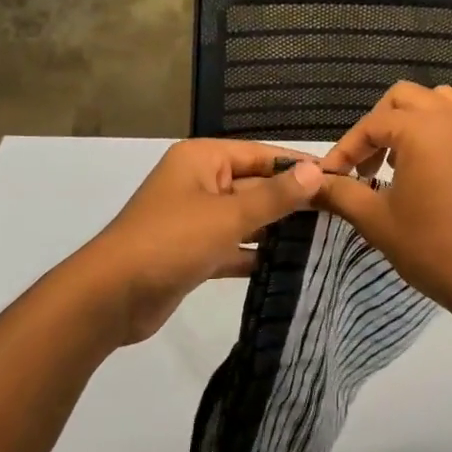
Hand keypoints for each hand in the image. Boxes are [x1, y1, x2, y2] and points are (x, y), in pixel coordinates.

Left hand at [83, 140, 324, 345]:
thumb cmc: (171, 242)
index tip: (338, 178)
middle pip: (254, 184)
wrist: (112, 296)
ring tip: (324, 237)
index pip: (260, 154)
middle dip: (290, 199)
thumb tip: (316, 171)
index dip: (297, 165)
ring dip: (276, 228)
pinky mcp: (193, 252)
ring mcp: (194, 218)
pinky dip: (254, 253)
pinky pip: (232, 245)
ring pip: (244, 217)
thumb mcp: (228, 215)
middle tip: (339, 212)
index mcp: (202, 159)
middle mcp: (199, 182)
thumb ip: (275, 196)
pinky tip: (289, 264)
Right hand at [317, 83, 451, 324]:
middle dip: (380, 124)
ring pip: (442, 103)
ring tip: (403, 160)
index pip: (372, 124)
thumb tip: (308, 183)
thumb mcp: (375, 219)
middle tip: (368, 162)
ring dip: (415, 122)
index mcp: (423, 130)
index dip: (346, 149)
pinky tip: (437, 173)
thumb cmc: (429, 246)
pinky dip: (445, 135)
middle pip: (406, 98)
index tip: (333, 176)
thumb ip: (339, 193)